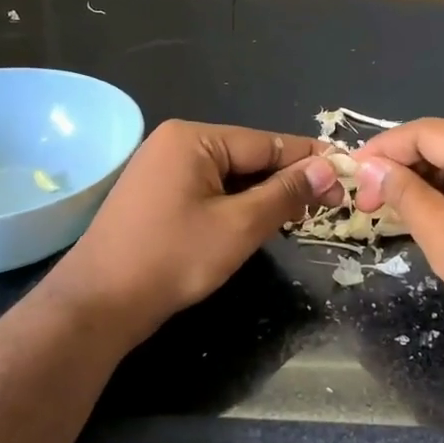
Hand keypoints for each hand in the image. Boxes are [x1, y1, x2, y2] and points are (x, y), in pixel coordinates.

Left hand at [43, 119, 343, 348]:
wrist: (97, 305)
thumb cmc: (171, 259)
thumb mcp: (239, 226)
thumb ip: (285, 193)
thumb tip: (326, 169)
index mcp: (193, 137)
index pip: (266, 142)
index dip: (309, 160)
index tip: (347, 174)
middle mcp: (175, 142)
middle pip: (247, 156)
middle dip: (286, 180)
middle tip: (328, 202)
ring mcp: (161, 168)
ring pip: (229, 176)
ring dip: (263, 195)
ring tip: (301, 214)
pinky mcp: (156, 195)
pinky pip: (208, 190)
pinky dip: (235, 205)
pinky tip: (258, 222)